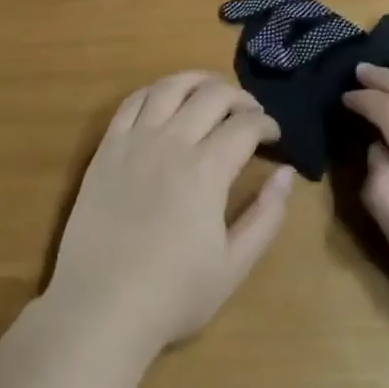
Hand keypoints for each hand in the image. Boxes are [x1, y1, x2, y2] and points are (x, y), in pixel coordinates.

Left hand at [44, 71, 294, 358]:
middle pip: (212, 96)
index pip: (245, 126)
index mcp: (206, 170)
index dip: (266, 124)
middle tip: (250, 112)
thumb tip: (288, 173)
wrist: (100, 308)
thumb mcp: (234, 265)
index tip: (274, 136)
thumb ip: (267, 215)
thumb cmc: (172, 294)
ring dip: (198, 80)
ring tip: (213, 89)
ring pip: (171, 87)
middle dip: (240, 97)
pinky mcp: (107, 148)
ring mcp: (135, 141)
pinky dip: (155, 90)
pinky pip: (132, 102)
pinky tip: (166, 97)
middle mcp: (172, 142)